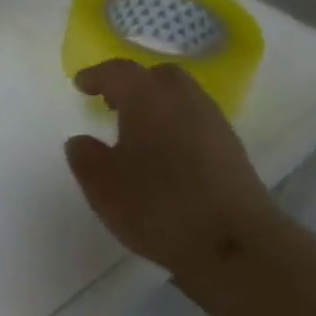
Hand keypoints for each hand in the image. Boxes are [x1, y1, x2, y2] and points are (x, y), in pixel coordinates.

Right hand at [63, 61, 283, 302]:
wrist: (235, 244)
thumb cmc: (159, 206)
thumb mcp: (103, 186)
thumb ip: (85, 157)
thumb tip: (81, 141)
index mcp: (147, 97)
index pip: (118, 72)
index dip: (96, 75)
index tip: (80, 84)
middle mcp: (183, 99)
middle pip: (157, 76)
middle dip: (133, 84)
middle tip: (112, 102)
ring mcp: (213, 122)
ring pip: (181, 97)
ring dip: (157, 104)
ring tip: (138, 130)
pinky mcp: (232, 149)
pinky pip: (196, 121)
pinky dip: (177, 125)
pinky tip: (166, 154)